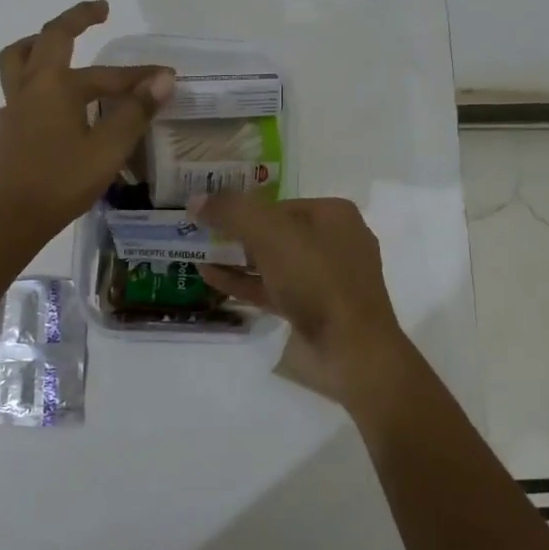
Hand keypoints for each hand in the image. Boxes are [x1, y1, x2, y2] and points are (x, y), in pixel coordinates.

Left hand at [0, 0, 174, 243]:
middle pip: (46, 40)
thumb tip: (163, 78)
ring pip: (18, 62)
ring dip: (38, 46)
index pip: (106, 73)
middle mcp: (30, 88)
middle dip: (74, 21)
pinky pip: (16, 97)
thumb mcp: (108, 147)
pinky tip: (44, 108)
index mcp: (55, 85)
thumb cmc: (62, 180)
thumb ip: (136, 111)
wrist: (11, 219)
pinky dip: (32, 89)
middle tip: (97, 12)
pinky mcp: (6, 133)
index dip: (138, 73)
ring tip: (56, 46)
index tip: (166, 75)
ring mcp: (13, 110)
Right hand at [191, 193, 412, 407]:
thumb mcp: (270, 234)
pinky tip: (211, 279)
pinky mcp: (314, 310)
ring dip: (236, 259)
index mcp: (334, 215)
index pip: (278, 203)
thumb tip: (196, 200)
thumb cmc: (316, 278)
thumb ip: (231, 212)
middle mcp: (333, 242)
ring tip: (197, 255)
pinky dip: (244, 283)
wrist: (352, 349)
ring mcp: (325, 279)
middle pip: (275, 232)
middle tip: (199, 234)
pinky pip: (273, 289)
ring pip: (273, 262)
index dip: (243, 207)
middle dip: (237, 234)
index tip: (209, 214)